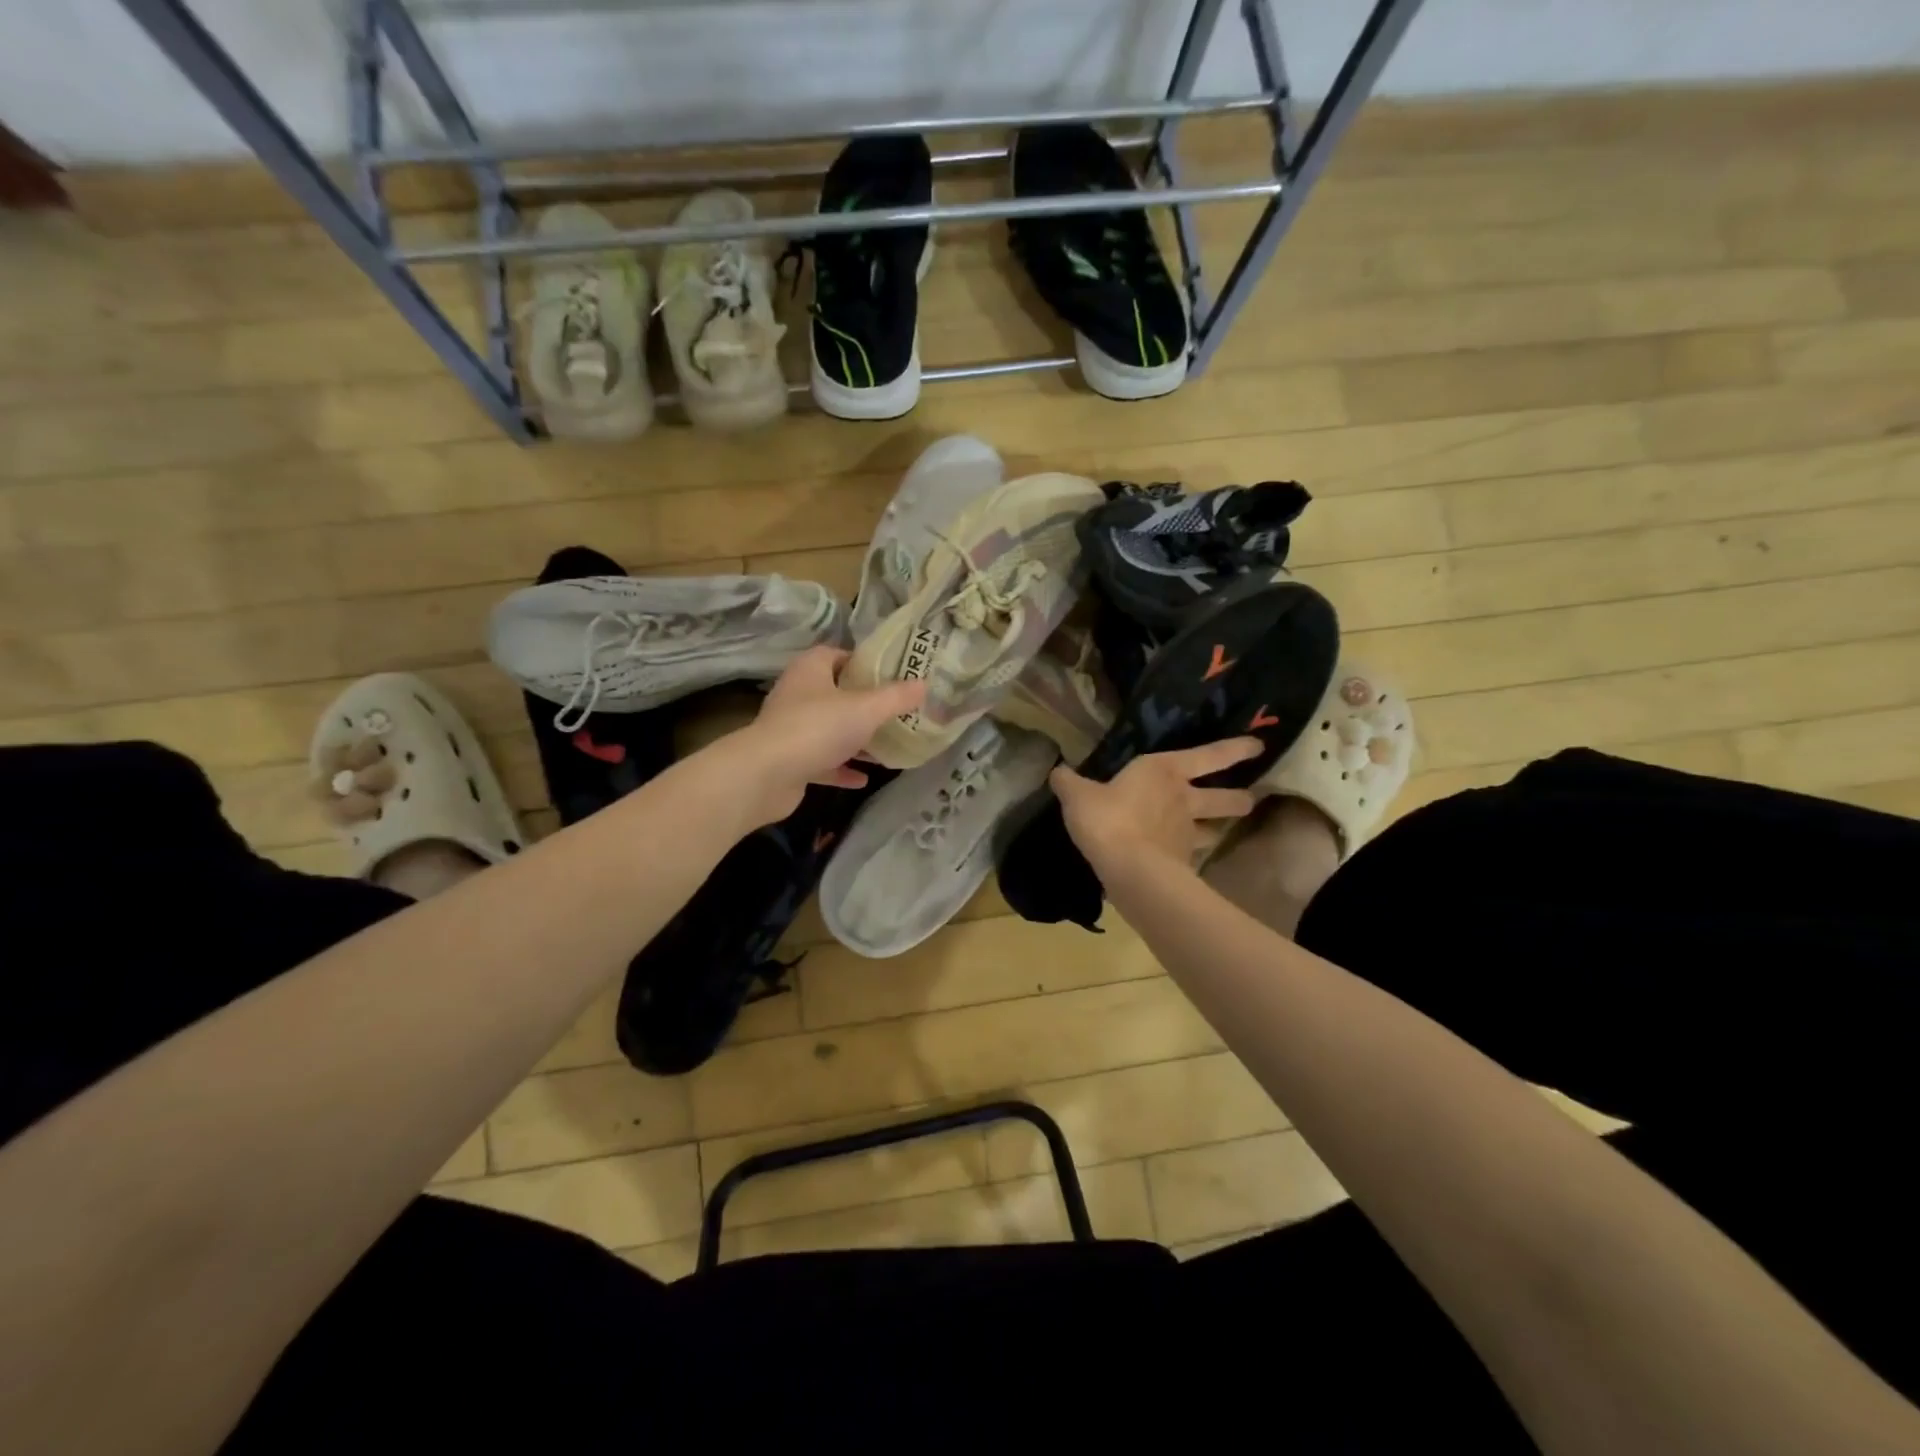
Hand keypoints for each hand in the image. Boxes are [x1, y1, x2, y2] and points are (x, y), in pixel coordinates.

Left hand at [734, 646, 925, 824]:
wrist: (767, 775)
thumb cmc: (817, 728)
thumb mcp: (866, 708)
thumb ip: (896, 697)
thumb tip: (924, 684)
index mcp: (811, 670)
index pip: (838, 654)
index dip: (864, 663)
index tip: (892, 675)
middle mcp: (798, 694)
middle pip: (836, 692)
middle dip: (865, 703)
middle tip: (896, 711)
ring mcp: (792, 729)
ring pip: (830, 729)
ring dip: (855, 738)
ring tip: (887, 745)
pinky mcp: (791, 760)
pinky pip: (823, 760)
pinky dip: (842, 767)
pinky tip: (865, 778)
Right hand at [1051, 738, 1261, 875]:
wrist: (1130, 870)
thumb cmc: (1108, 819)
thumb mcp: (1077, 796)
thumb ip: (1068, 782)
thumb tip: (1057, 771)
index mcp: (1164, 771)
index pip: (1209, 756)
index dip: (1235, 749)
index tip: (1259, 746)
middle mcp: (1183, 798)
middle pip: (1222, 798)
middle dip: (1238, 798)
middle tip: (1250, 799)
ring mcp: (1186, 832)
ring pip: (1213, 829)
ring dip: (1218, 829)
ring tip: (1219, 832)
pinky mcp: (1182, 862)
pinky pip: (1190, 854)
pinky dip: (1188, 855)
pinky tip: (1180, 859)